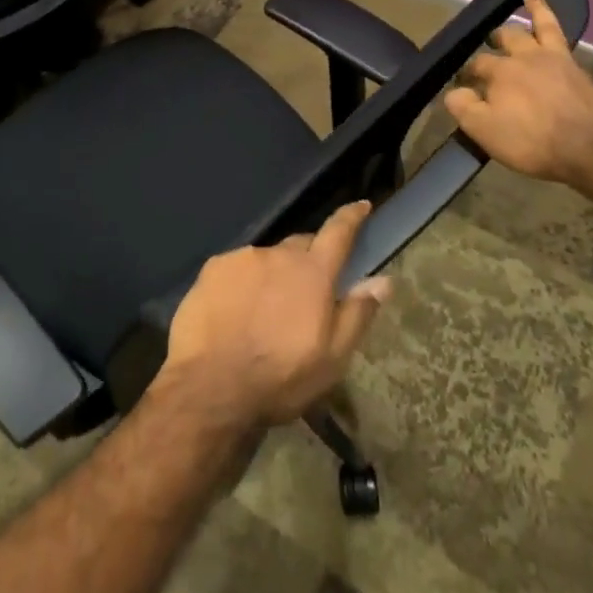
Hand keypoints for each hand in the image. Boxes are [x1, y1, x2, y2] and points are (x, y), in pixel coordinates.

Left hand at [160, 201, 392, 427]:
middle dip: (309, 260)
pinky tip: (236, 312)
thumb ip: (357, 313)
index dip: (351, 217)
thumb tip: (383, 280)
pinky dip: (243, 283)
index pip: (338, 232)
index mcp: (313, 273)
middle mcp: (277, 254)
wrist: (210, 387)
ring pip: (267, 259)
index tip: (361, 205)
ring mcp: (241, 258)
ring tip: (265, 311)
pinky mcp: (212, 269)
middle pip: (300, 246)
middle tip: (308, 291)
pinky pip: (237, 269)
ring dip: (273, 276)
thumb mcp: (332, 359)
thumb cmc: (280, 378)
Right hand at [444, 0, 592, 185]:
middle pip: (506, 38)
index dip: (467, 73)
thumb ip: (463, 107)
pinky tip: (553, 19)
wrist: (591, 149)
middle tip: (489, 42)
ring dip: (534, 9)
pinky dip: (554, 20)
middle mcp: (525, 57)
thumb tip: (453, 91)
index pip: (476, 65)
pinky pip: (562, 36)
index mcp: (500, 72)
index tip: (463, 86)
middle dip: (494, 39)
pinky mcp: (578, 68)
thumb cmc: (533, 141)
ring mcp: (555, 59)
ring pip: (540, 26)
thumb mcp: (485, 131)